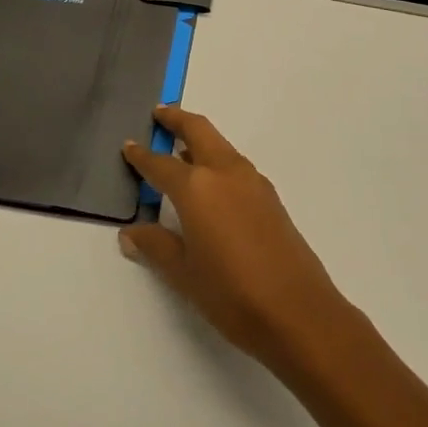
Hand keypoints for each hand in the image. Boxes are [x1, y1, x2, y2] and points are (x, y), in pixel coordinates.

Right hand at [119, 106, 348, 369]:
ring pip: (220, 145)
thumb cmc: (232, 294)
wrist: (299, 313)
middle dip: (177, 119)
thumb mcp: (184, 274)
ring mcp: (252, 182)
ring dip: (199, 138)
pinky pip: (235, 164)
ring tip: (181, 148)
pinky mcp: (270, 197)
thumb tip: (130, 233)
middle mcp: (225, 173)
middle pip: (198, 131)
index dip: (142, 156)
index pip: (161, 165)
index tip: (128, 146)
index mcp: (198, 188)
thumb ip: (156, 246)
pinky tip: (210, 183)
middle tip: (159, 113)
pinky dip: (217, 159)